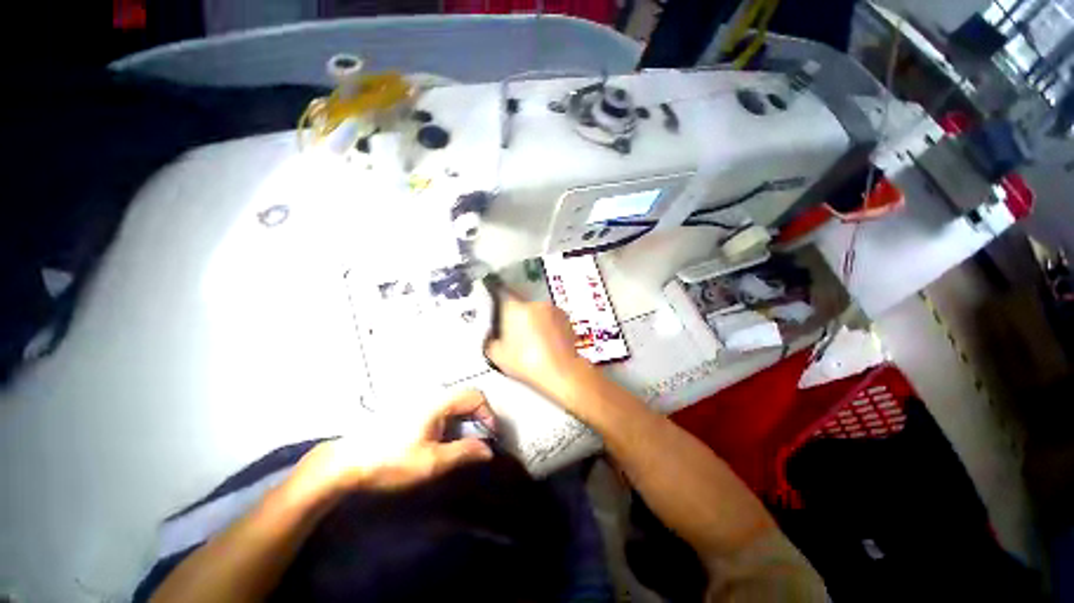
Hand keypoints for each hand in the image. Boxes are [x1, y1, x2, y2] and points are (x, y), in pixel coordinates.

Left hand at [291, 389, 495, 498]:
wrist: (346, 462)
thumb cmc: (391, 461)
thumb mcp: (430, 462)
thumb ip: (463, 453)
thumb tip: (489, 450)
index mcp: (439, 402)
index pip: (475, 397)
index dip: (488, 414)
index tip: (490, 436)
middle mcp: (432, 395)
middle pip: (466, 396)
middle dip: (478, 416)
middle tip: (480, 439)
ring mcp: (420, 400)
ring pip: (454, 402)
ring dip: (465, 418)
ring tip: (463, 441)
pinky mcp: (411, 408)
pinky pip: (442, 407)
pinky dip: (452, 419)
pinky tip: (443, 438)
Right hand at [484, 291, 590, 403]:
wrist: (560, 372)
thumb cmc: (528, 363)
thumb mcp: (497, 355)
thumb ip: (490, 339)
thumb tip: (492, 336)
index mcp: (515, 307)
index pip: (502, 293)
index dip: (498, 298)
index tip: (497, 305)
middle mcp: (535, 303)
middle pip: (521, 304)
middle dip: (517, 316)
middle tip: (514, 334)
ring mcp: (552, 309)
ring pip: (537, 311)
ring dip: (533, 320)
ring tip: (532, 341)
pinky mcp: (565, 318)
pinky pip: (551, 317)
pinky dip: (547, 325)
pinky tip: (545, 342)